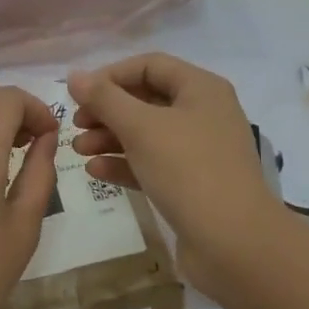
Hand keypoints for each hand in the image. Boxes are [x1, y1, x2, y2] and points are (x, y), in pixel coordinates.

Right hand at [67, 53, 283, 297]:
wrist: (233, 242)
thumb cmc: (188, 170)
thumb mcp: (141, 128)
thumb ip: (105, 99)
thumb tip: (75, 75)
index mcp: (201, 89)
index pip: (150, 65)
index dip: (111, 75)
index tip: (79, 94)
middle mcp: (203, 113)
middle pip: (146, 100)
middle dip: (107, 110)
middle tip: (76, 125)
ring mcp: (199, 151)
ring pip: (147, 134)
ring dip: (110, 138)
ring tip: (79, 150)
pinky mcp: (191, 184)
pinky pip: (152, 164)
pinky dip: (125, 164)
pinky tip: (96, 171)